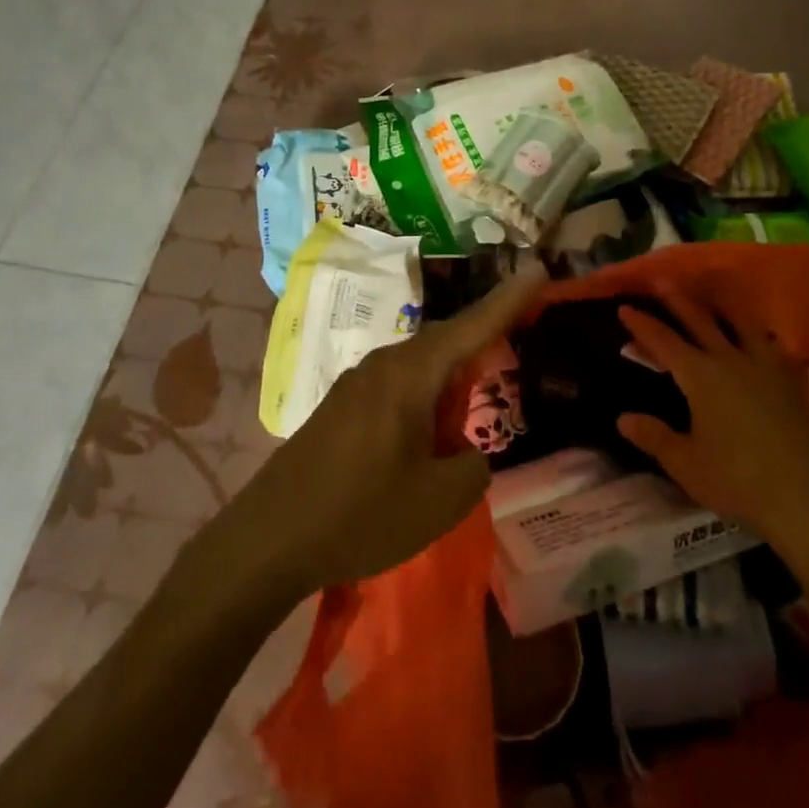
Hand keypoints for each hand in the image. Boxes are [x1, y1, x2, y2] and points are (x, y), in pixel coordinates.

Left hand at [231, 264, 547, 599]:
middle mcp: (385, 364)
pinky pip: (400, 386)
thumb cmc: (360, 513)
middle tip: (520, 329)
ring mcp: (359, 383)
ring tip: (478, 395)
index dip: (510, 300)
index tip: (539, 269)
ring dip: (453, 376)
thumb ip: (473, 466)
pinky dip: (427, 396)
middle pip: (448, 340)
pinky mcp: (343, 407)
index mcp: (411, 373)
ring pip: (422, 365)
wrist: (268, 538)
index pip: (473, 326)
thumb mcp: (439, 501)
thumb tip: (466, 452)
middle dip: (485, 335)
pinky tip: (431, 430)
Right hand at [616, 286, 808, 556]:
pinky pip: (776, 348)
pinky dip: (765, 337)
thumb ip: (654, 437)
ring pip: (742, 324)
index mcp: (700, 376)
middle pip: (700, 321)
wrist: (803, 496)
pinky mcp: (792, 382)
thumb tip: (623, 418)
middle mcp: (730, 360)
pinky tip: (765, 338)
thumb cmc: (736, 480)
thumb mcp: (685, 463)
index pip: (663, 341)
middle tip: (662, 281)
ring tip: (715, 294)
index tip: (625, 307)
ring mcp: (765, 367)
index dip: (642, 324)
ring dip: (723, 307)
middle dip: (677, 300)